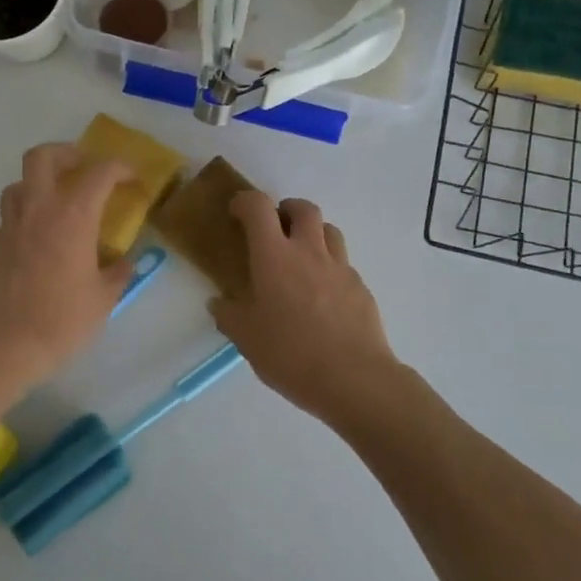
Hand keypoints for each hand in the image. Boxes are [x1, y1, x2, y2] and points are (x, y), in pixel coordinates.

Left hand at [0, 144, 137, 388]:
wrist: (8, 345)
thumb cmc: (64, 320)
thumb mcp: (104, 298)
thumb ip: (118, 273)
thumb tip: (124, 262)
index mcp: (73, 216)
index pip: (100, 172)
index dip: (120, 168)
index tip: (132, 180)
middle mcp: (39, 209)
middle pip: (42, 157)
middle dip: (65, 153)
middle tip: (83, 168)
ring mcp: (12, 225)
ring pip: (19, 182)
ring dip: (40, 181)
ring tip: (58, 200)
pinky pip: (11, 214)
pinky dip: (27, 213)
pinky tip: (40, 235)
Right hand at [208, 192, 400, 421]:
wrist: (353, 378)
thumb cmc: (290, 354)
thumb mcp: (246, 339)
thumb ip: (229, 316)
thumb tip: (219, 303)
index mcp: (274, 257)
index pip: (258, 207)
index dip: (245, 202)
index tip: (237, 212)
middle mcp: (309, 252)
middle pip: (303, 208)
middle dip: (286, 209)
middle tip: (275, 229)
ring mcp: (340, 268)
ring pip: (329, 230)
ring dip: (313, 233)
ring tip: (301, 258)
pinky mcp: (360, 288)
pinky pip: (343, 264)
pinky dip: (329, 268)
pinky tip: (322, 297)